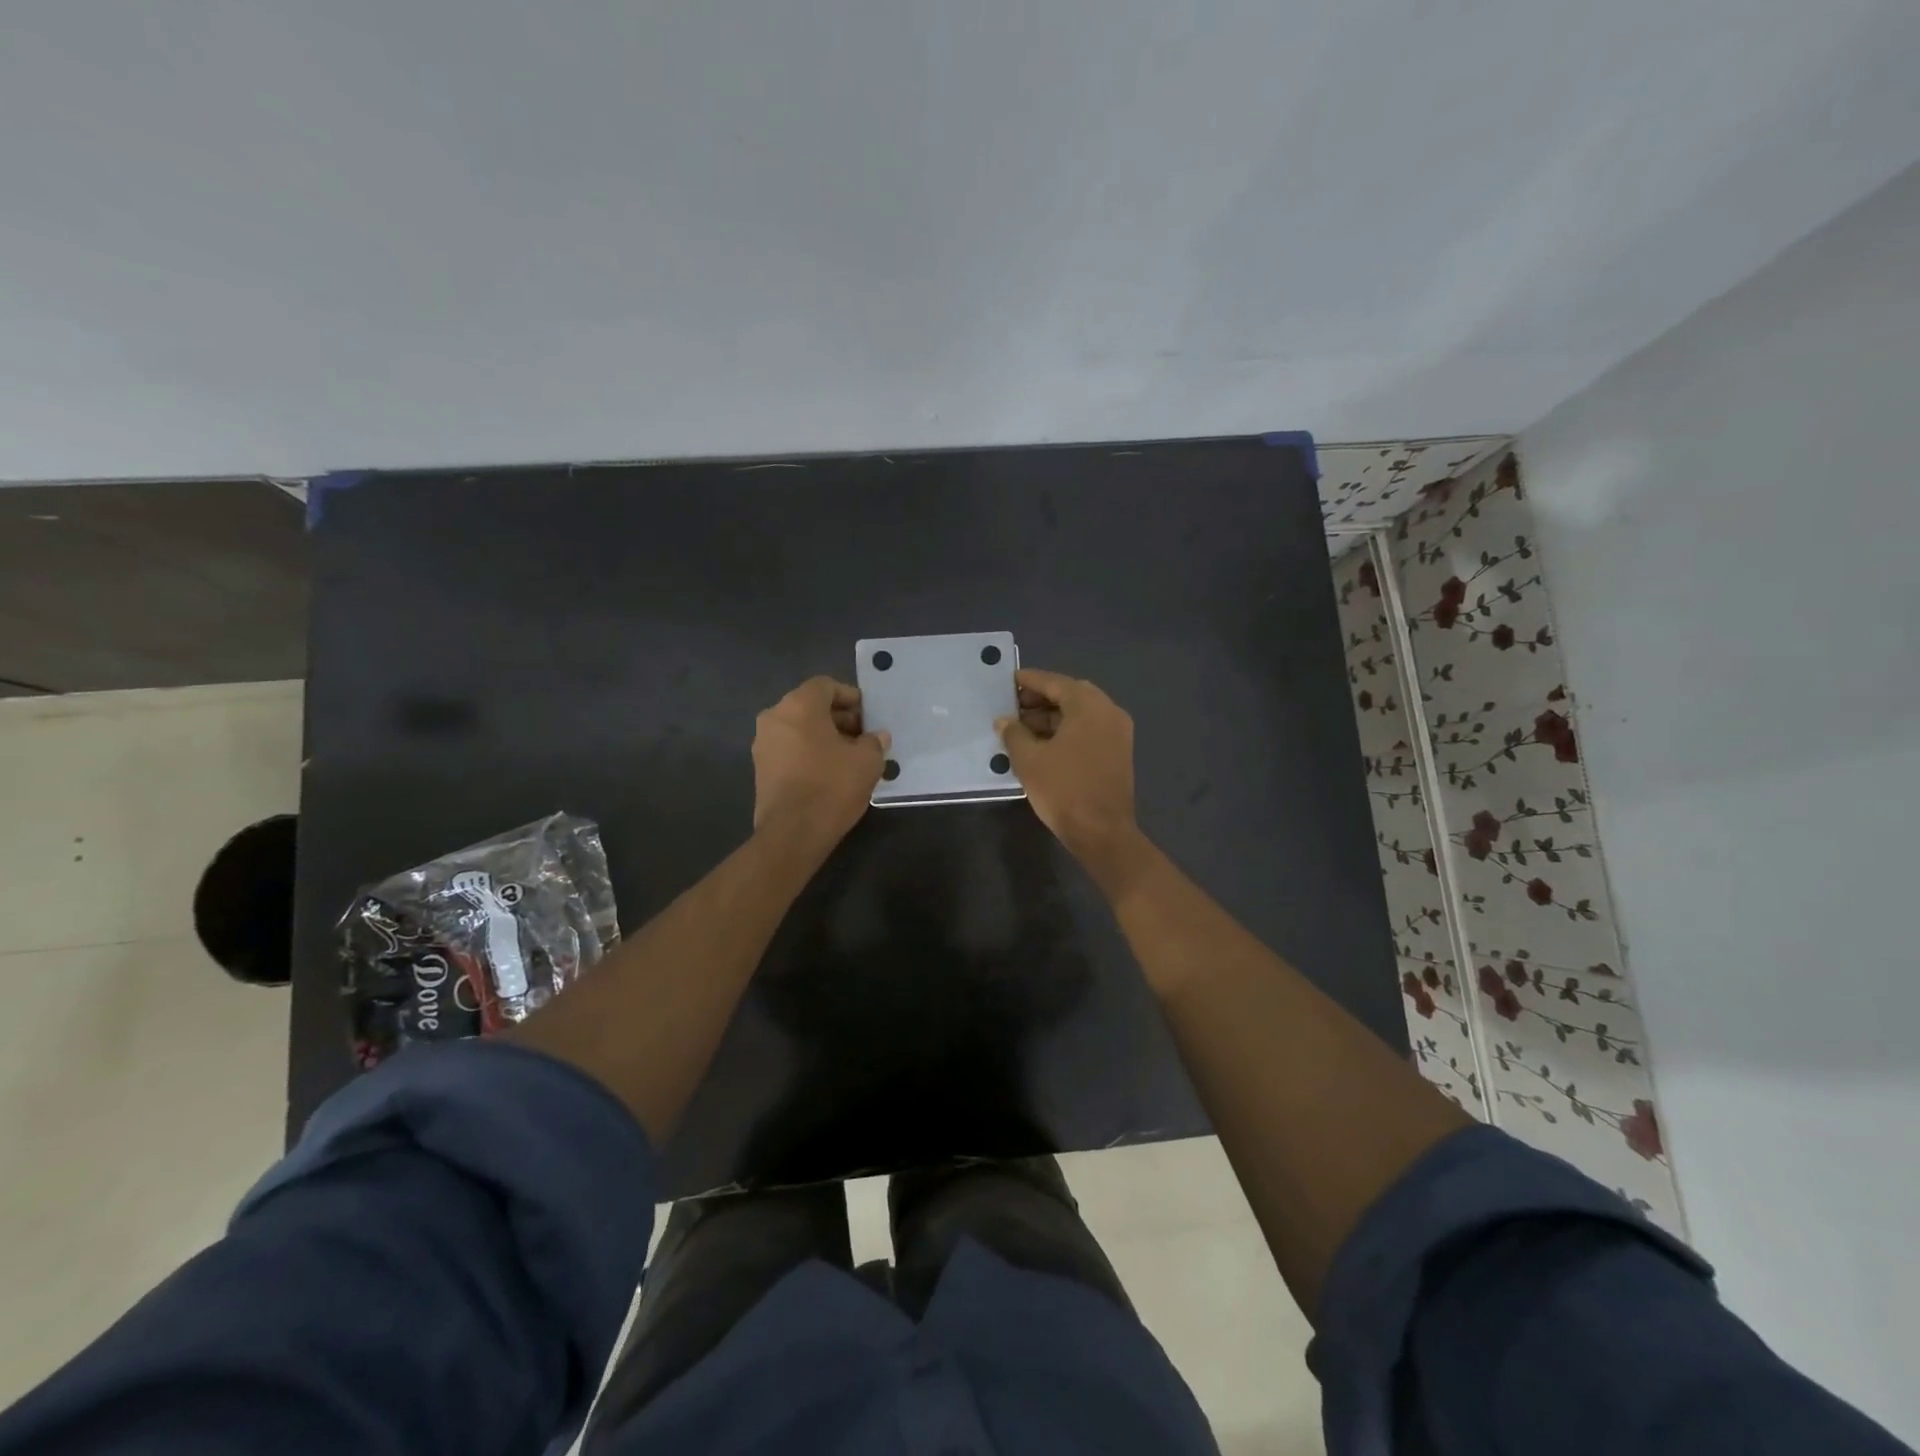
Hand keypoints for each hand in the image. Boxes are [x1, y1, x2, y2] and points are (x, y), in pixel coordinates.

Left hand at [752, 677, 889, 846]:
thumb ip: (874, 742)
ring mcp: (763, 744)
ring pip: (798, 728)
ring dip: (823, 736)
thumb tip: (877, 736)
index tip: (868, 715)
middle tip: (862, 736)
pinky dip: (808, 752)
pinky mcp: (760, 769)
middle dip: (838, 717)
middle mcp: (775, 717)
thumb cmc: (832, 786)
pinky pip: (789, 749)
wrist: (793, 832)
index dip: (850, 696)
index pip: (826, 686)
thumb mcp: (867, 761)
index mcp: (799, 705)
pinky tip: (829, 772)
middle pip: (810, 706)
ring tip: (849, 756)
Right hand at [996, 669, 1141, 869]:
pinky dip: (1067, 730)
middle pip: (1071, 694)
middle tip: (1013, 706)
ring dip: (1053, 716)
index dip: (1030, 680)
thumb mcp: (1029, 760)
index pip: (1055, 682)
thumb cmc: (1063, 790)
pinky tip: (1043, 743)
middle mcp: (1109, 712)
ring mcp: (1118, 733)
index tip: (1009, 680)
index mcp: (1089, 706)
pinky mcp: (1118, 752)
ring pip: (1081, 713)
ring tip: (1022, 728)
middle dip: (1041, 699)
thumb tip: (1004, 720)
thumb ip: (1014, 733)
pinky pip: (1089, 729)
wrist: (1102, 832)